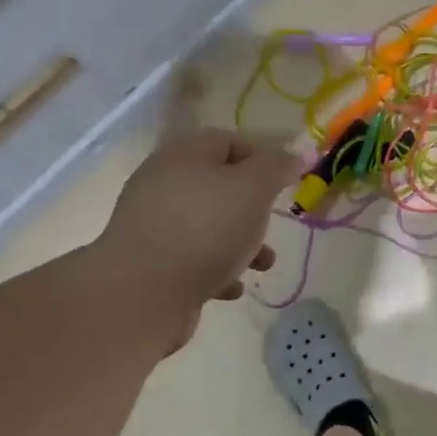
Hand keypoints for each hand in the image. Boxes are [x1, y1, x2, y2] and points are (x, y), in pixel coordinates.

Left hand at [94, 129, 302, 349]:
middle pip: (219, 185)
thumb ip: (277, 167)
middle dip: (253, 207)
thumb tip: (294, 154)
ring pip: (209, 225)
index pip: (228, 141)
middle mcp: (164, 183)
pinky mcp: (152, 262)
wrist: (142, 294)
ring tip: (262, 265)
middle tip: (272, 223)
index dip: (261, 158)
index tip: (286, 183)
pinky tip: (231, 288)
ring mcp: (154, 225)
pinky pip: (193, 258)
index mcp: (185, 155)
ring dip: (241, 243)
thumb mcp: (253, 188)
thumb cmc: (205, 230)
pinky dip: (217, 269)